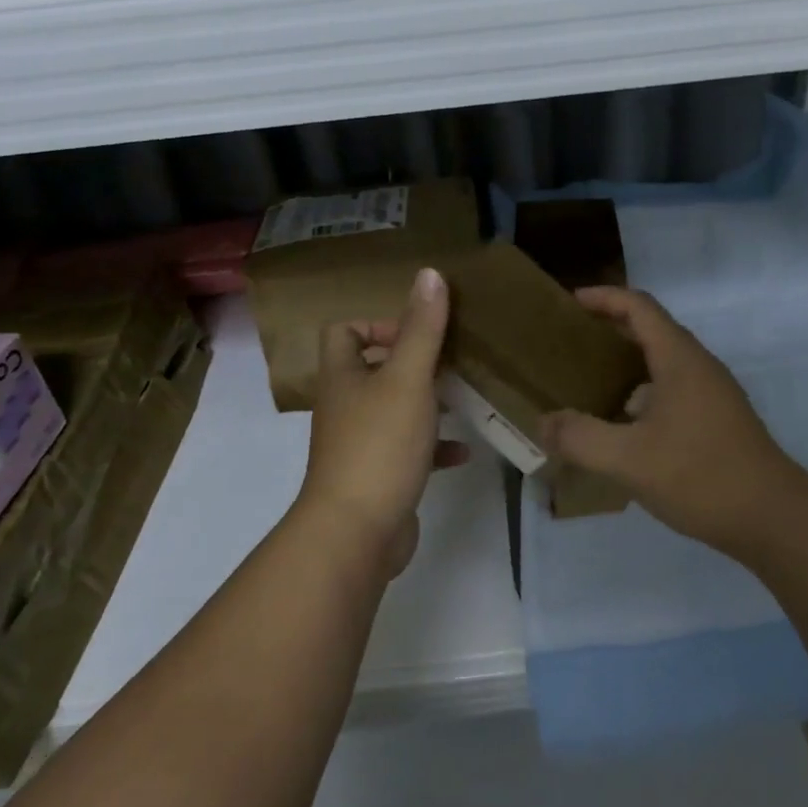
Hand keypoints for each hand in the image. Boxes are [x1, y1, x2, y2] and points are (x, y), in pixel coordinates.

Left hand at [298, 267, 466, 578]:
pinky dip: (434, 445)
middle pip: (373, 369)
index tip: (418, 334)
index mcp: (343, 376)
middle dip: (413, 362)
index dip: (378, 323)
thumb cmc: (379, 445)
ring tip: (463, 397)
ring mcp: (360, 444)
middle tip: (451, 361)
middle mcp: (345, 406)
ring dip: (427, 402)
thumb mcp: (407, 379)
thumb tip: (429, 273)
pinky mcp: (379, 476)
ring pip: (394, 409)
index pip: (344, 331)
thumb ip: (421, 328)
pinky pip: (409, 450)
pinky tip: (464, 449)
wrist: (357, 533)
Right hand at [540, 286, 800, 553]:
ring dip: (626, 362)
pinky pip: (672, 388)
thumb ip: (581, 438)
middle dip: (610, 327)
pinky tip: (623, 424)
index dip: (604, 297)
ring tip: (589, 381)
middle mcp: (698, 366)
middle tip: (570, 341)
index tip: (569, 302)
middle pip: (651, 329)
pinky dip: (642, 391)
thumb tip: (543, 423)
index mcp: (679, 359)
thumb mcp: (629, 459)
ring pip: (663, 361)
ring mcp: (712, 394)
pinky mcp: (717, 420)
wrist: (774, 519)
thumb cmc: (701, 476)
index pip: (639, 306)